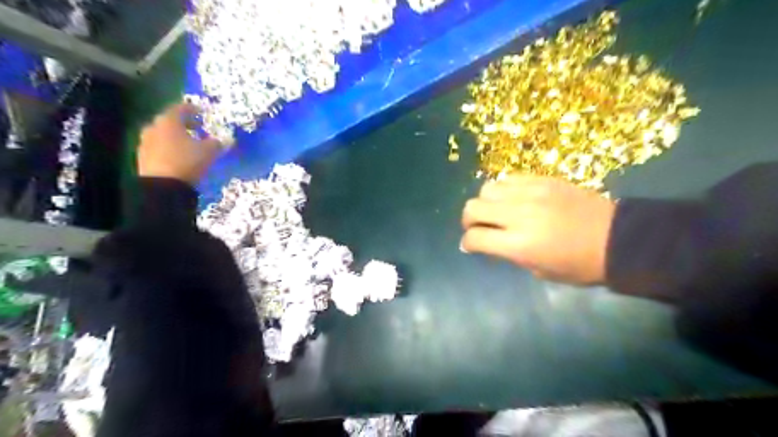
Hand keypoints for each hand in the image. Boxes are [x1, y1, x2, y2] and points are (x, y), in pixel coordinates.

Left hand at [137, 104, 218, 184]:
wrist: (163, 186)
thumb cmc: (187, 161)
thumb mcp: (209, 152)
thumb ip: (217, 143)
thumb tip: (226, 140)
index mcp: (169, 121)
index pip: (180, 108)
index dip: (192, 109)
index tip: (202, 112)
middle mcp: (154, 128)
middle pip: (169, 121)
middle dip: (184, 124)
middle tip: (197, 129)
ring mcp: (145, 143)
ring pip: (163, 135)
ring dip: (175, 137)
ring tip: (189, 145)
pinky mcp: (143, 158)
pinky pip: (158, 148)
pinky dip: (169, 148)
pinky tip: (178, 157)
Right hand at [458, 176, 616, 285]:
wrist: (616, 239)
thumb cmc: (578, 265)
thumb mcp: (538, 270)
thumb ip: (508, 254)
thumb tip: (487, 242)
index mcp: (519, 245)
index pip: (475, 238)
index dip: (467, 243)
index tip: (470, 246)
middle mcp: (519, 215)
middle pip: (472, 208)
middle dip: (469, 220)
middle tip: (478, 227)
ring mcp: (531, 193)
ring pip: (487, 189)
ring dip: (485, 202)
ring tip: (496, 211)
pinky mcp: (543, 180)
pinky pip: (509, 178)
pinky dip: (503, 190)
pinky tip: (513, 199)